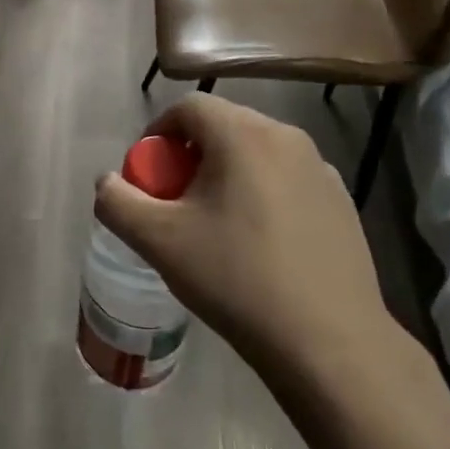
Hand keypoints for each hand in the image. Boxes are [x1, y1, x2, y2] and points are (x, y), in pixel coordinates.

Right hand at [93, 94, 401, 383]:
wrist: (328, 341)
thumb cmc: (235, 279)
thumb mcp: (158, 241)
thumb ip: (117, 202)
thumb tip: (107, 182)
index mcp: (243, 135)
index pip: (188, 106)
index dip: (157, 132)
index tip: (148, 175)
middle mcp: (287, 138)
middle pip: (223, 126)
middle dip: (189, 156)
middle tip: (175, 202)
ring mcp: (321, 169)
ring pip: (256, 154)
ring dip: (225, 174)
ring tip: (215, 225)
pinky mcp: (342, 201)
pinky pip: (286, 180)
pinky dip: (261, 194)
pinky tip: (259, 244)